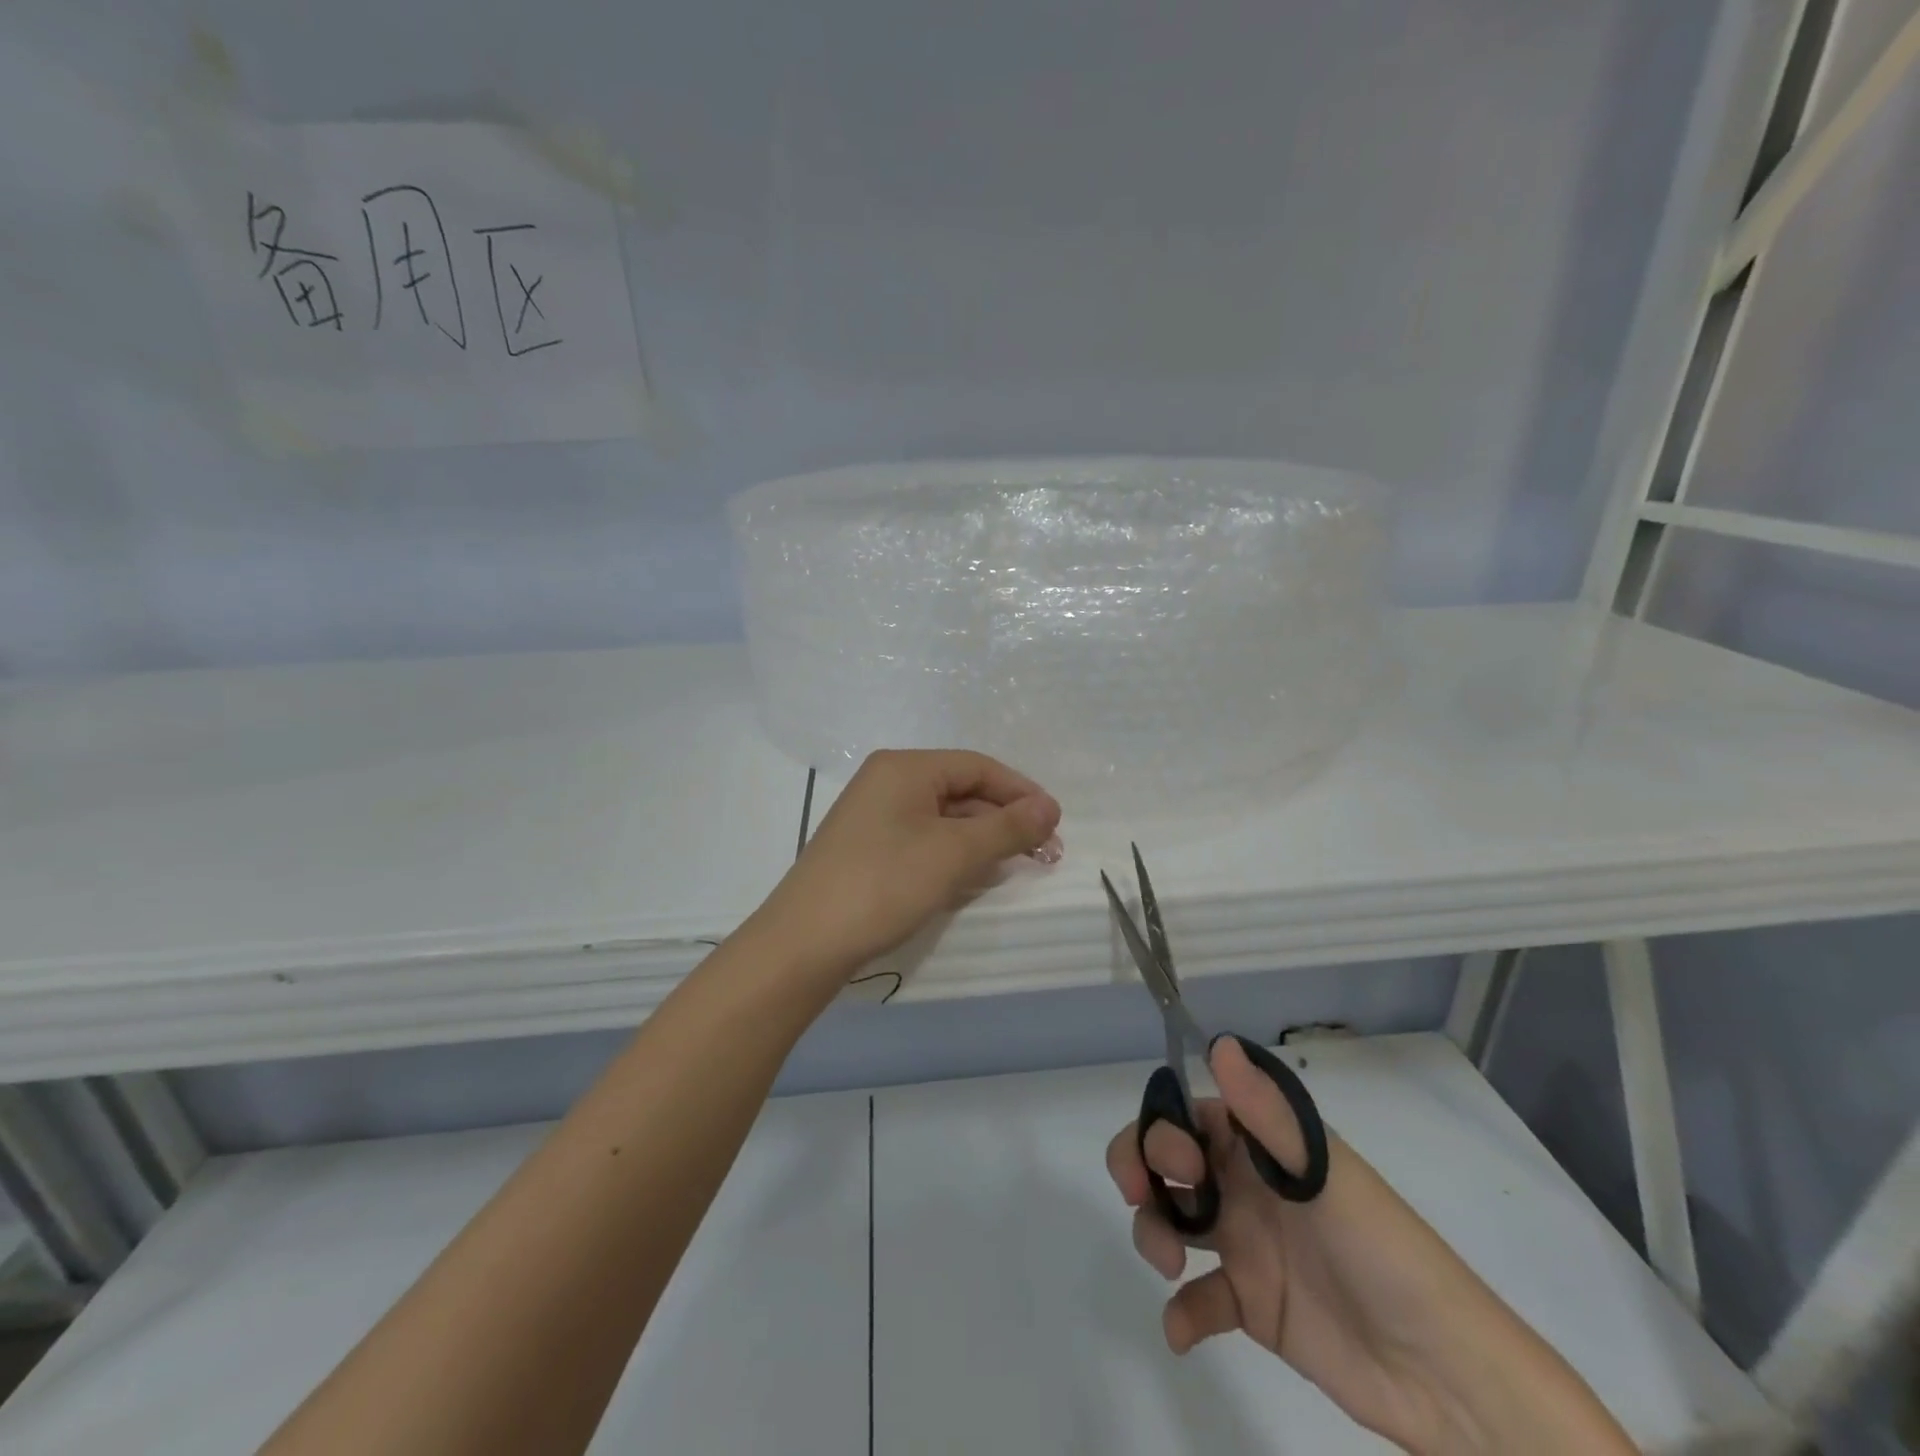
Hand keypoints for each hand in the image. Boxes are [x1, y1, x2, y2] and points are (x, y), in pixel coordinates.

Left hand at [755, 750, 1061, 983]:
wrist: (804, 942)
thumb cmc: (884, 883)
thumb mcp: (954, 853)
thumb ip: (1007, 827)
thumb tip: (1050, 807)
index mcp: (905, 767)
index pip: (978, 766)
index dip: (1021, 792)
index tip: (1055, 823)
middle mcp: (887, 782)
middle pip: (961, 790)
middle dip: (1004, 819)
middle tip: (1043, 853)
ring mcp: (873, 816)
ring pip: (943, 818)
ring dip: (982, 839)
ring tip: (1016, 866)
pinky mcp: (867, 848)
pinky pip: (922, 839)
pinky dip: (953, 854)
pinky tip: (973, 877)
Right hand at [1107, 1038, 1635, 1454]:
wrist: (1445, 1375)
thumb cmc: (1382, 1252)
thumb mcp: (1323, 1176)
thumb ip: (1267, 1113)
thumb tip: (1218, 1044)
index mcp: (1263, 1146)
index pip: (1191, 1115)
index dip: (1164, 1127)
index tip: (1174, 1162)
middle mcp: (1247, 1185)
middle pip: (1170, 1161)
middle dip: (1140, 1167)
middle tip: (1140, 1196)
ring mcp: (1247, 1245)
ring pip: (1174, 1219)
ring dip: (1154, 1232)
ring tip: (1169, 1264)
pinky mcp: (1253, 1305)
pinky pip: (1201, 1299)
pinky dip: (1182, 1311)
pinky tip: (1182, 1329)